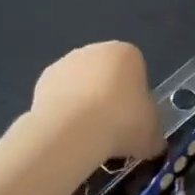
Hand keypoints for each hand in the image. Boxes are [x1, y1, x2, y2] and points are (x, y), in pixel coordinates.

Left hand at [29, 42, 164, 164]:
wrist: (74, 131)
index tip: (134, 119)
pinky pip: (60, 97)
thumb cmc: (123, 122)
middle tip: (113, 129)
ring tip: (89, 136)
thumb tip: (152, 143)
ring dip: (85, 104)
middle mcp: (95, 50)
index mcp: (127, 53)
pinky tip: (69, 133)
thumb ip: (154, 133)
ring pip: (81, 85)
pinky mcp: (41, 81)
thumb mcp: (153, 134)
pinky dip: (64, 112)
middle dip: (109, 97)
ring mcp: (65, 63)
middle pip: (107, 75)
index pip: (137, 72)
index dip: (136, 97)